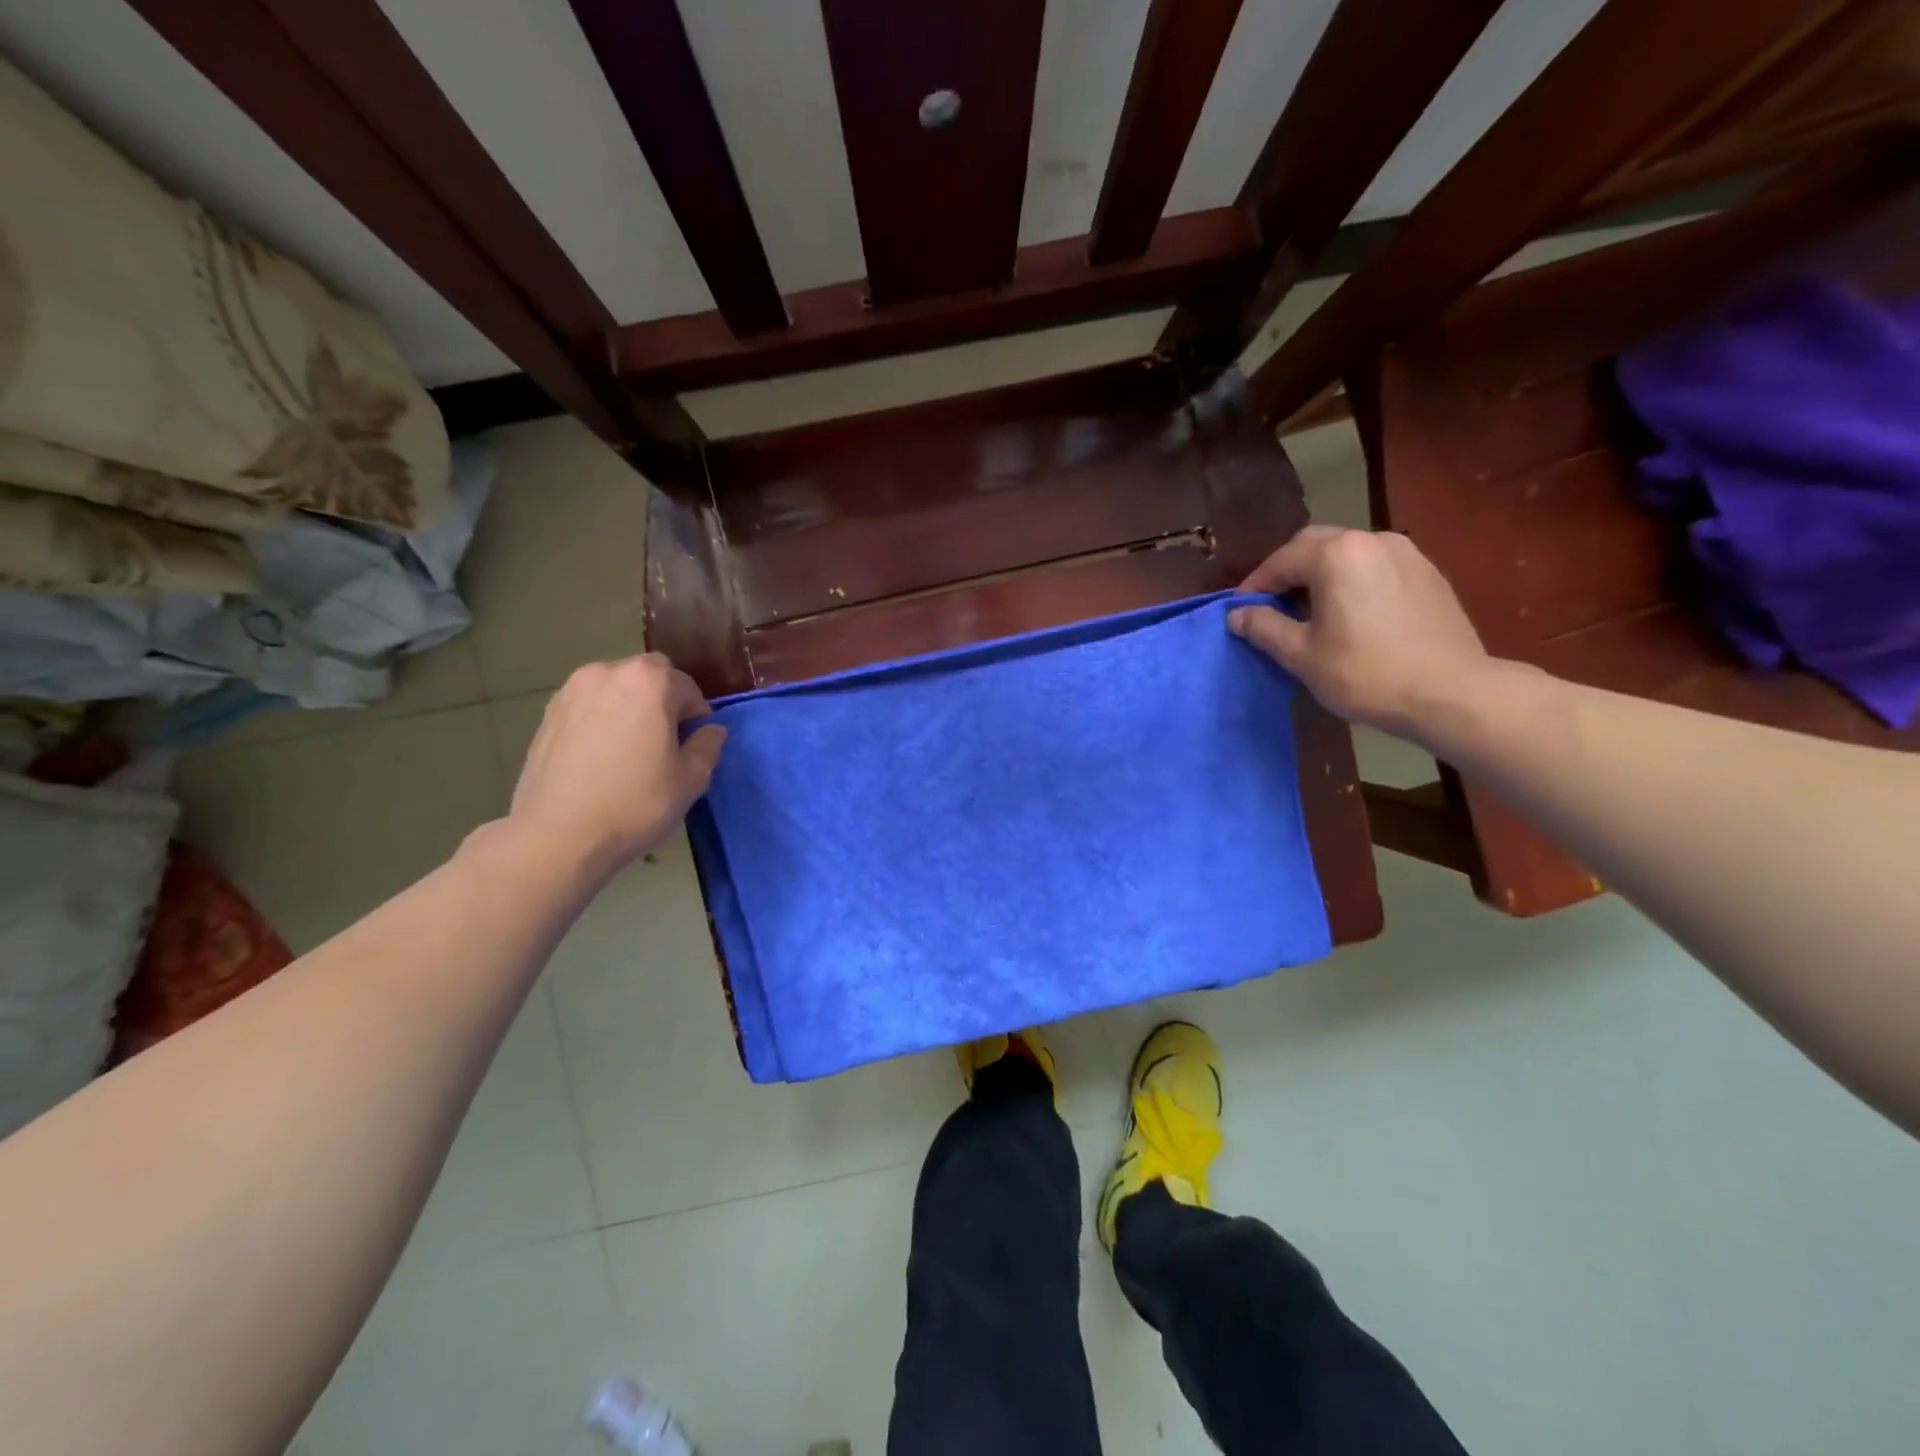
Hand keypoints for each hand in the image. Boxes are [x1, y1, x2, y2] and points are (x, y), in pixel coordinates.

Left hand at [507, 653, 725, 873]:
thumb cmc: (636, 802)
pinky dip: (599, 722)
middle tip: (662, 745)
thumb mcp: (691, 779)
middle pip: (648, 678)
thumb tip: (711, 731)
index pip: (687, 688)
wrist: (559, 835)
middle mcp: (608, 672)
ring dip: (628, 709)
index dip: (695, 717)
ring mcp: (571, 691)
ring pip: (615, 691)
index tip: (691, 747)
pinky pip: (587, 708)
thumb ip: (708, 746)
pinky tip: (600, 760)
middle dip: (661, 703)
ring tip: (628, 752)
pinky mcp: (547, 714)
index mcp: (650, 680)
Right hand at [1229, 526, 1491, 740]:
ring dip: (1321, 573)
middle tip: (1272, 605)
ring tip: (1310, 609)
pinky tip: (1350, 613)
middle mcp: (1371, 540)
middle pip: (1315, 545)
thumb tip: (1236, 615)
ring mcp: (1406, 553)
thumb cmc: (1365, 672)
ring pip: (1348, 552)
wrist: (1451, 692)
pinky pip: (1376, 566)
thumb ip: (1264, 627)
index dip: (1255, 585)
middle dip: (1287, 571)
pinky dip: (1352, 580)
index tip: (1240, 611)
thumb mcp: (1301, 654)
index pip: (1281, 560)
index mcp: (1336, 555)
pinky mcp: (1428, 573)